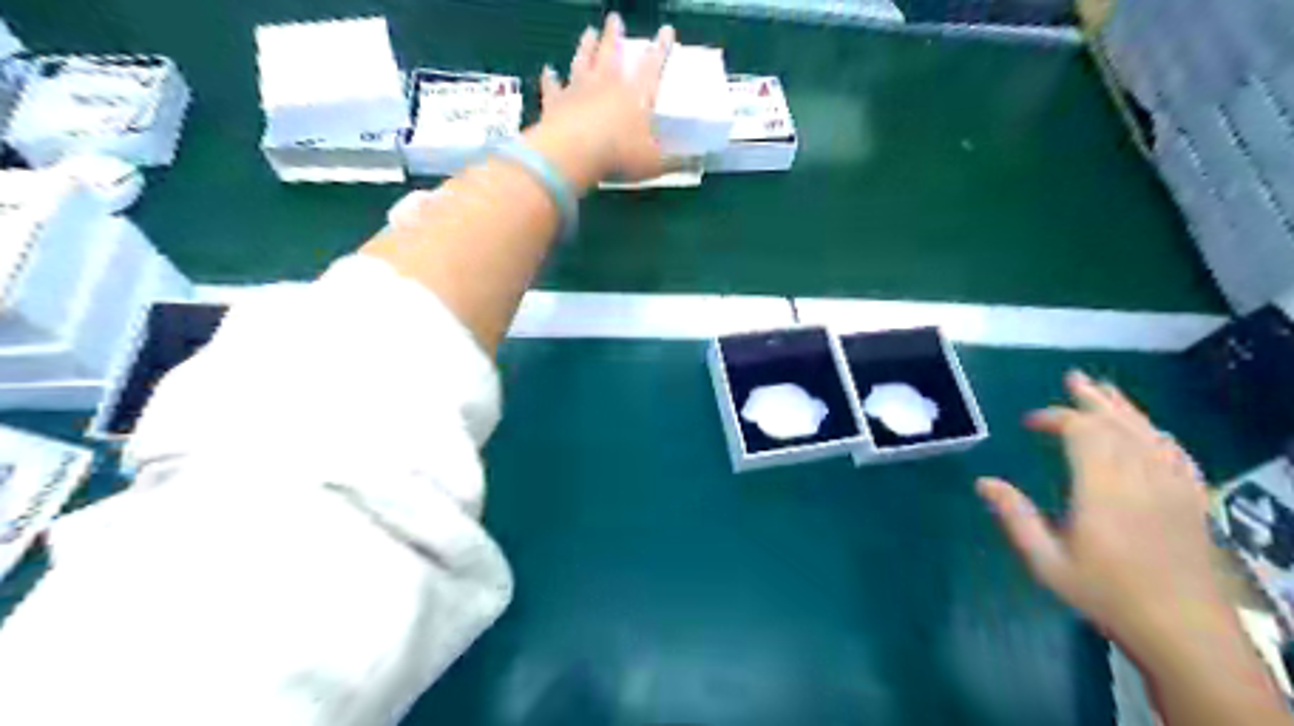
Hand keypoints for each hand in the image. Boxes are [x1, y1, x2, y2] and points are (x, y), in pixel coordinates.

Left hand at [535, 13, 679, 181]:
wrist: (573, 153)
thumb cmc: (619, 156)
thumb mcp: (655, 164)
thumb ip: (675, 161)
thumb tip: (698, 161)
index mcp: (636, 95)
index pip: (652, 66)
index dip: (661, 48)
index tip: (666, 31)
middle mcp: (607, 83)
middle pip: (611, 52)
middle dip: (614, 35)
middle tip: (614, 18)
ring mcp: (578, 89)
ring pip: (583, 61)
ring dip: (586, 46)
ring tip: (588, 32)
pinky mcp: (555, 102)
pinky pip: (553, 86)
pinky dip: (551, 78)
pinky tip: (548, 70)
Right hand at [982, 372, 1225, 648]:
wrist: (1185, 631)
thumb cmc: (1106, 594)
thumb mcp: (1047, 562)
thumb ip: (1015, 518)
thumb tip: (983, 482)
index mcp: (1103, 490)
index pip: (1083, 434)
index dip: (1056, 418)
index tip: (1030, 422)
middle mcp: (1140, 479)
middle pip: (1118, 425)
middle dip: (1093, 400)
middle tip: (1073, 377)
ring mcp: (1172, 488)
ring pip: (1149, 434)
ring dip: (1124, 409)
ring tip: (1103, 389)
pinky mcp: (1192, 500)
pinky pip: (1177, 455)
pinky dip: (1158, 435)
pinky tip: (1150, 431)